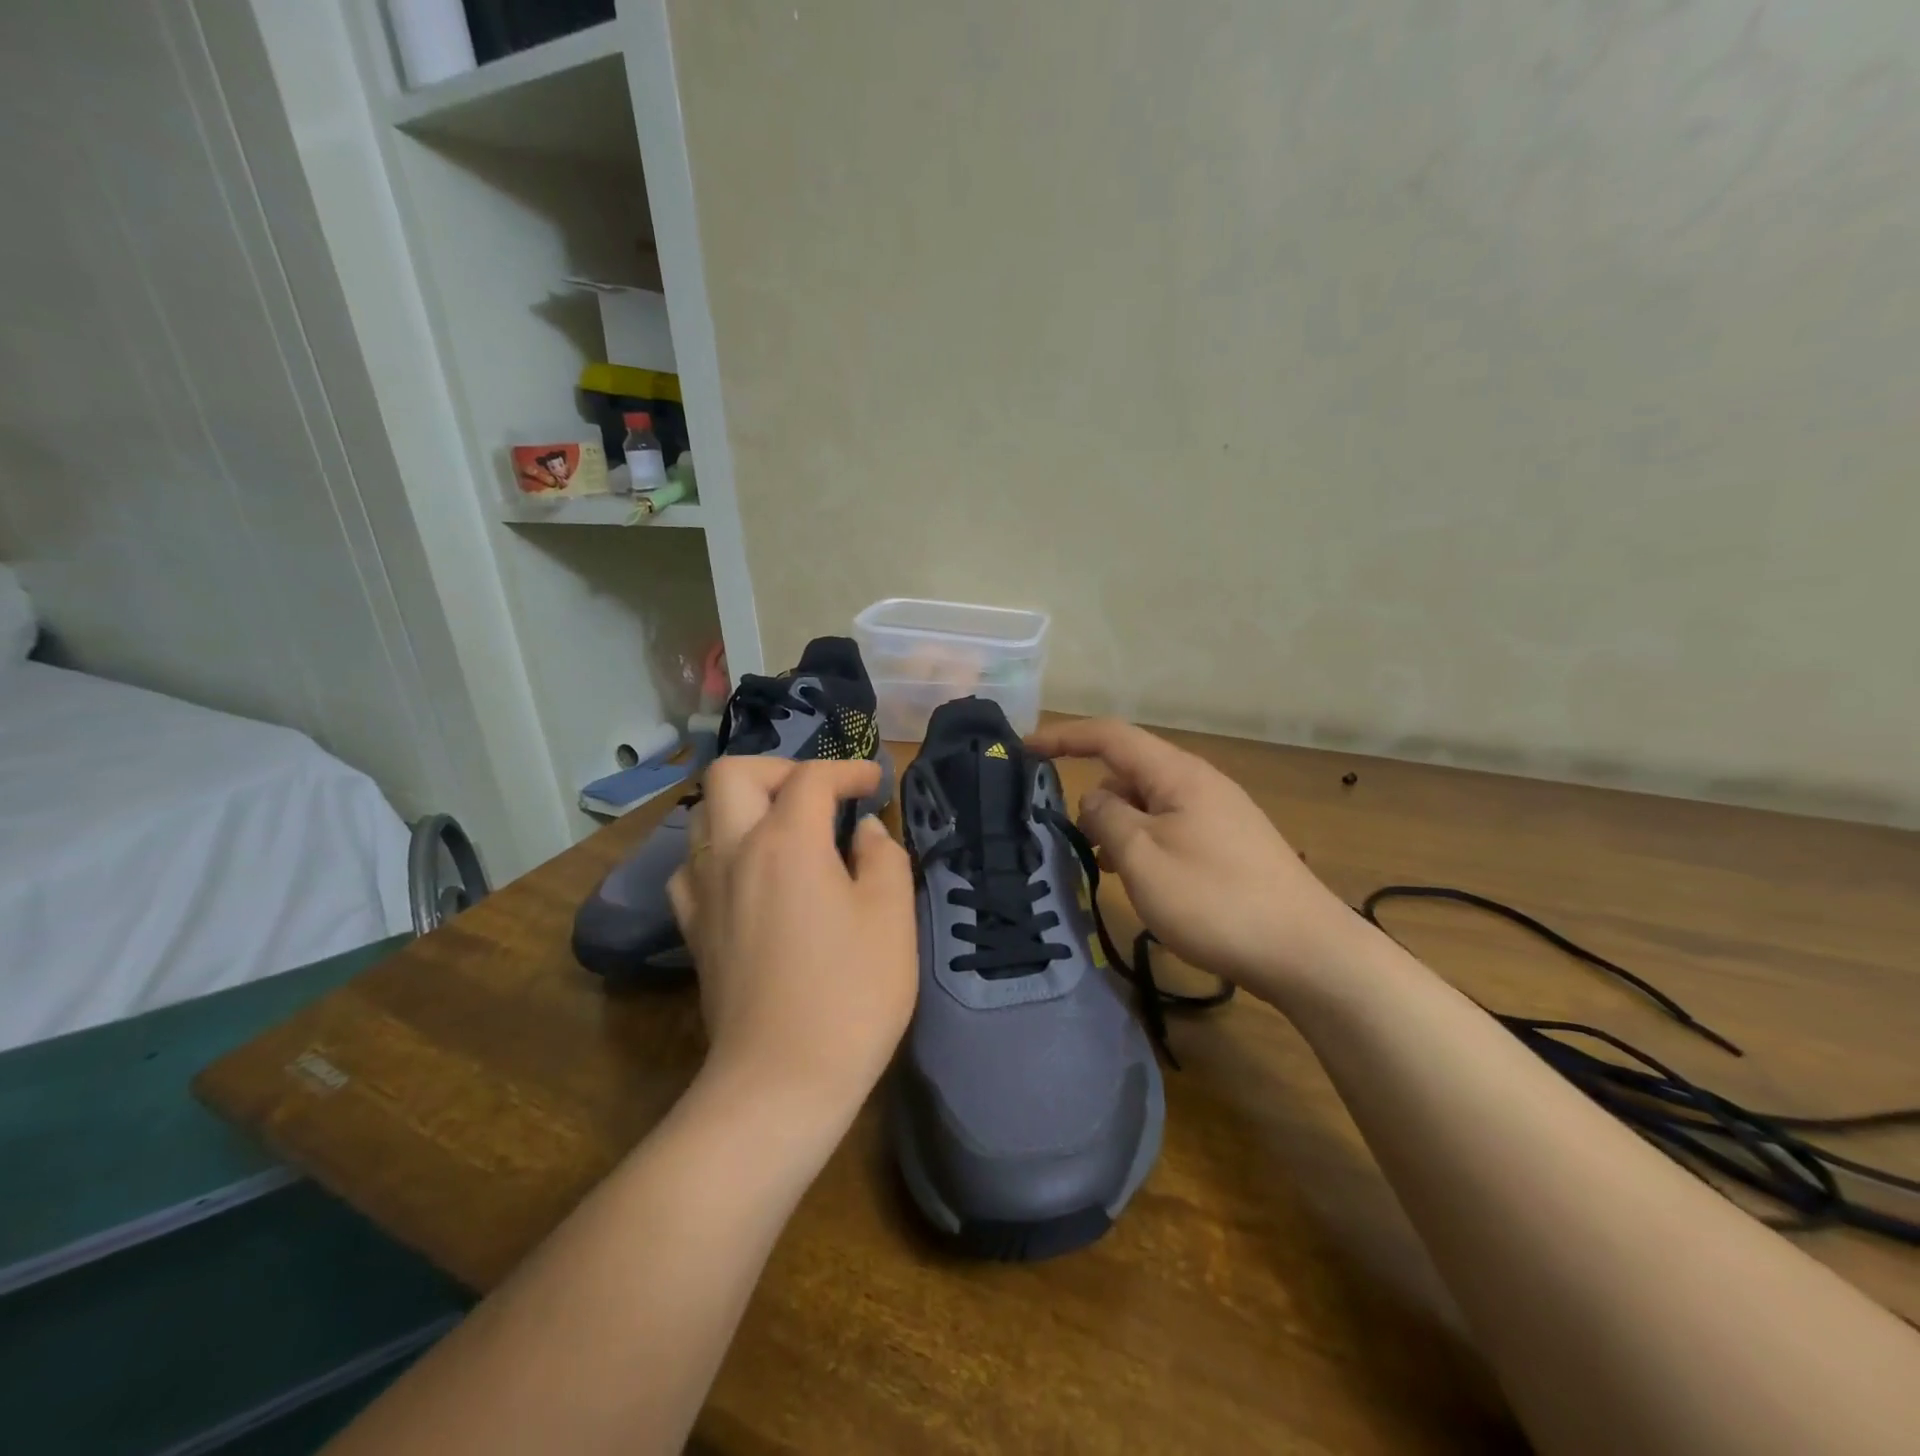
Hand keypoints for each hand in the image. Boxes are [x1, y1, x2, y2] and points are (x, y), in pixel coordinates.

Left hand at [667, 758, 915, 1119]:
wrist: (780, 1082)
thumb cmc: (850, 995)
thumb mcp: (892, 919)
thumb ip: (884, 857)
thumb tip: (865, 832)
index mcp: (787, 842)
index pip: (811, 777)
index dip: (848, 769)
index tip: (874, 784)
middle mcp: (734, 853)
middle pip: (732, 774)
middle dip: (779, 768)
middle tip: (817, 794)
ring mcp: (704, 892)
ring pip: (703, 817)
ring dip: (744, 807)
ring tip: (784, 831)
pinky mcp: (693, 931)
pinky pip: (692, 868)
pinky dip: (720, 854)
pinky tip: (748, 878)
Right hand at [1027, 719, 1358, 1004]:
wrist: (1306, 952)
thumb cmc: (1215, 900)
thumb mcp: (1143, 857)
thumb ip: (1107, 817)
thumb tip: (1095, 798)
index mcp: (1177, 774)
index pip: (1110, 736)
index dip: (1064, 736)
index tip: (1024, 747)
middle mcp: (1198, 783)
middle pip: (1129, 769)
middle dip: (1091, 791)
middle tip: (1063, 832)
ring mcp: (1217, 814)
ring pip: (1148, 803)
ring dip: (1116, 823)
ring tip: (1097, 863)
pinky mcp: (1227, 844)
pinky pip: (1169, 826)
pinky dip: (1141, 841)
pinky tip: (1134, 877)